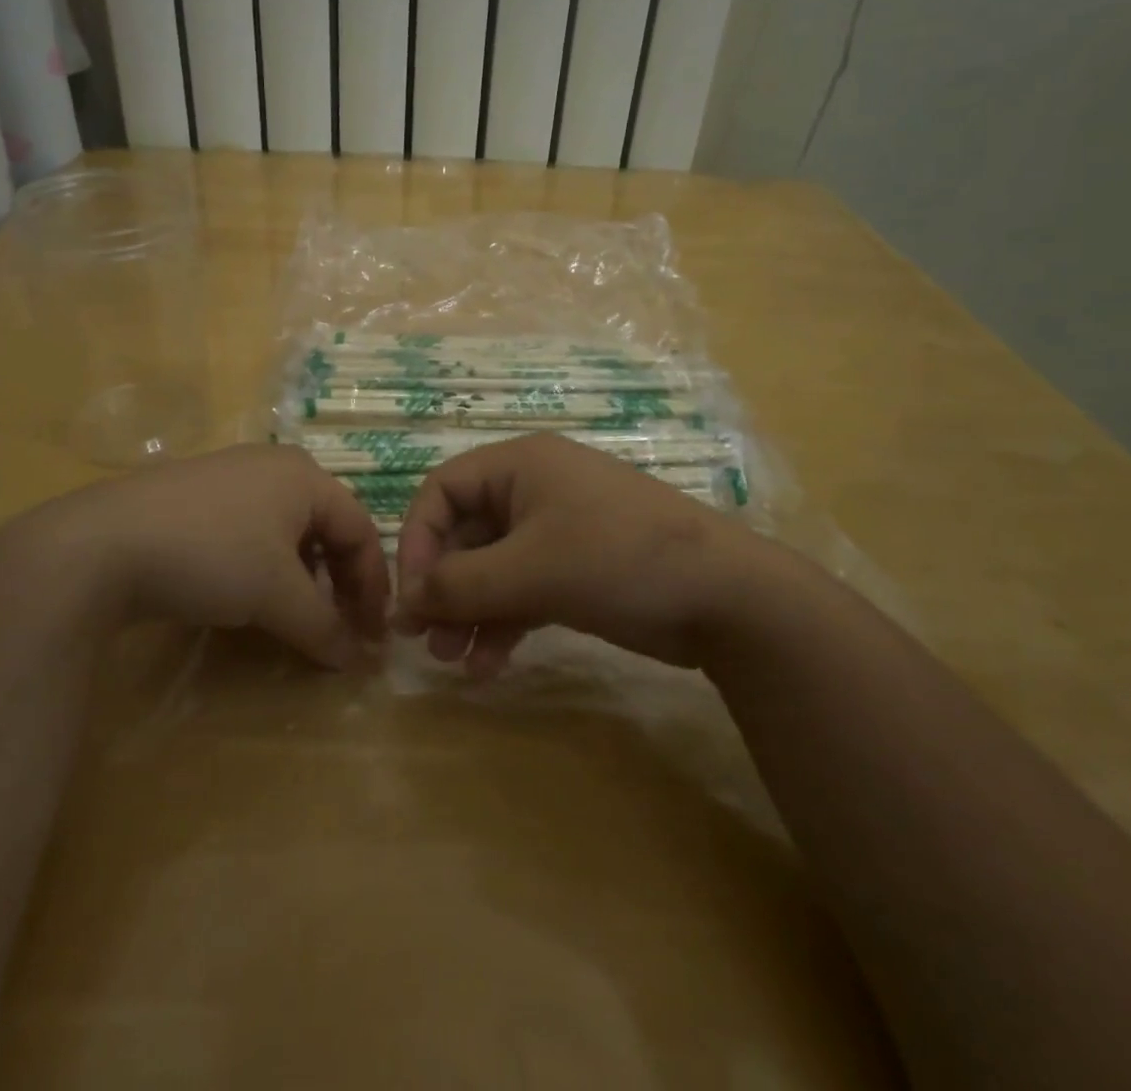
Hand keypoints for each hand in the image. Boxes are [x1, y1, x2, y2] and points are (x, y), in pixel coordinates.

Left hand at [18, 445, 391, 669]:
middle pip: (326, 528)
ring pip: (287, 531)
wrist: (101, 545)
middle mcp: (272, 466)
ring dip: (302, 578)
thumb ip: (324, 627)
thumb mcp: (277, 596)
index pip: (360, 530)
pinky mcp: (193, 498)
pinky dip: (264, 568)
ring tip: (295, 616)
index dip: (373, 586)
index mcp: (304, 476)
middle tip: (339, 628)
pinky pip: (250, 532)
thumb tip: (356, 660)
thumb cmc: (212, 556)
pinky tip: (247, 597)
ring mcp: (229, 477)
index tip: (371, 636)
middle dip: (339, 582)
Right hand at [394, 433, 770, 676]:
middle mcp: (533, 490)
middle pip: (465, 533)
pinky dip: (503, 622)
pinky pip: (523, 589)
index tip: (411, 595)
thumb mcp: (531, 570)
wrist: (725, 597)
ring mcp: (558, 530)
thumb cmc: (617, 559)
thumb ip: (460, 585)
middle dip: (443, 586)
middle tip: (422, 638)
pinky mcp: (576, 569)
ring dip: (469, 611)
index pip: (443, 490)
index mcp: (520, 466)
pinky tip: (490, 664)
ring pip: (492, 567)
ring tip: (453, 659)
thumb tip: (404, 603)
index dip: (418, 539)